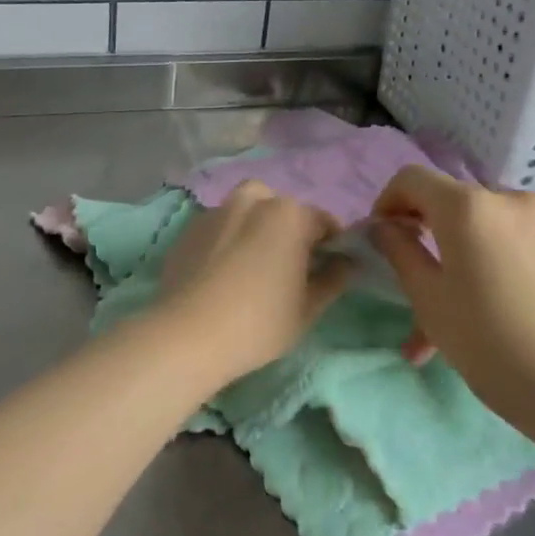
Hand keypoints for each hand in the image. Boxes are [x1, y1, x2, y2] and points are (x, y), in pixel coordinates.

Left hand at [157, 181, 351, 385]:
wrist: (188, 334)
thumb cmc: (259, 323)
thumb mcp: (308, 308)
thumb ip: (333, 279)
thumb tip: (346, 262)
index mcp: (289, 214)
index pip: (323, 221)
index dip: (331, 245)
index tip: (328, 269)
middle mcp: (252, 201)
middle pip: (282, 208)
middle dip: (290, 229)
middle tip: (289, 266)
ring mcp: (216, 211)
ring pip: (247, 210)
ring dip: (257, 227)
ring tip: (254, 264)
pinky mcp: (189, 229)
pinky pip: (219, 226)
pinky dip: (228, 238)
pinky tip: (223, 271)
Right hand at [368, 167, 534, 422]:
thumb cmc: (491, 343)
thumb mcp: (428, 299)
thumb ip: (400, 252)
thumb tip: (386, 228)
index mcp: (468, 206)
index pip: (411, 179)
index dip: (387, 202)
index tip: (381, 240)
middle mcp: (508, 199)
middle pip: (450, 203)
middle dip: (424, 235)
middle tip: (412, 282)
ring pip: (483, 229)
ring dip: (458, 257)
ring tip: (450, 314)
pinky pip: (513, 244)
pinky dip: (490, 265)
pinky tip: (489, 312)